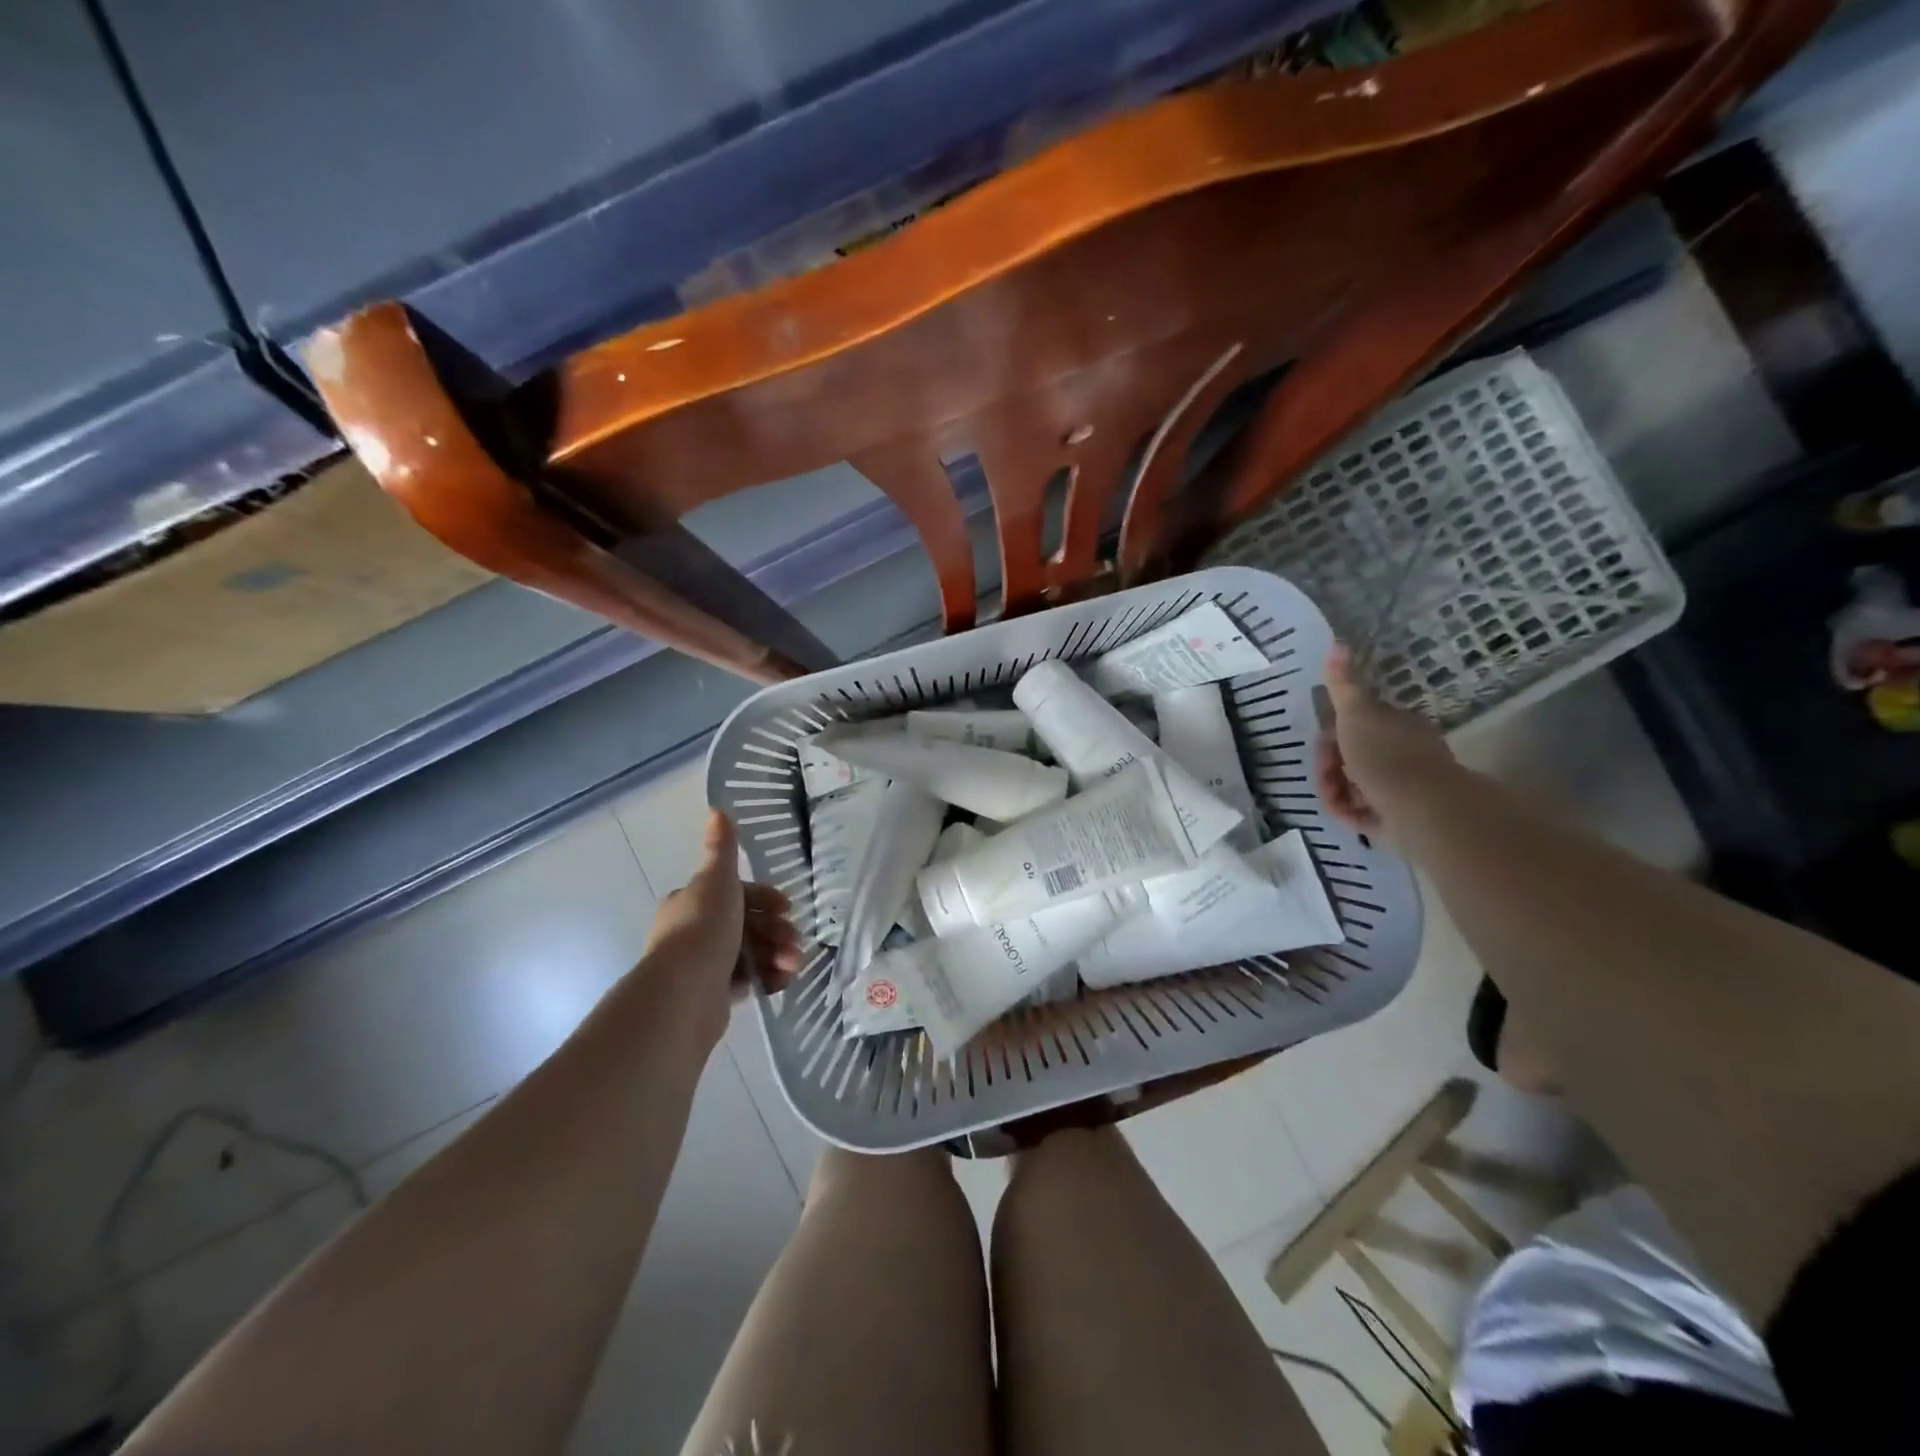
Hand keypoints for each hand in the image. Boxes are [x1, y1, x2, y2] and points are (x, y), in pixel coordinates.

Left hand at [642, 811, 803, 1042]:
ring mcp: (702, 965)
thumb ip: (722, 849)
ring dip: (778, 955)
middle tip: (796, 942)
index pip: (735, 893)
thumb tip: (716, 809)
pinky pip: (748, 981)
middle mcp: (693, 931)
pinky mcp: (712, 996)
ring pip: (751, 953)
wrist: (683, 993)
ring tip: (794, 965)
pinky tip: (783, 980)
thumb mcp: (717, 880)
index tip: (787, 907)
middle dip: (777, 931)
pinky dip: (768, 978)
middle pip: (747, 924)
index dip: (764, 898)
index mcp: (691, 902)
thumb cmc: (703, 929)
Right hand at [1314, 644, 1457, 836]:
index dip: (1332, 736)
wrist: (1421, 809)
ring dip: (1337, 792)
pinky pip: (1364, 811)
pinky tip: (1348, 815)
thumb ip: (1343, 684)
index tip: (1323, 745)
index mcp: (1396, 725)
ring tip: (1336, 802)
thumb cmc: (1385, 757)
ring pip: (1354, 785)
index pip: (1357, 724)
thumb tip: (1338, 643)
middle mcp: (1403, 752)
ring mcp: (1404, 785)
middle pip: (1353, 756)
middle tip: (1326, 777)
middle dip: (1330, 767)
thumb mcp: (1356, 714)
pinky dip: (1351, 812)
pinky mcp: (1400, 815)